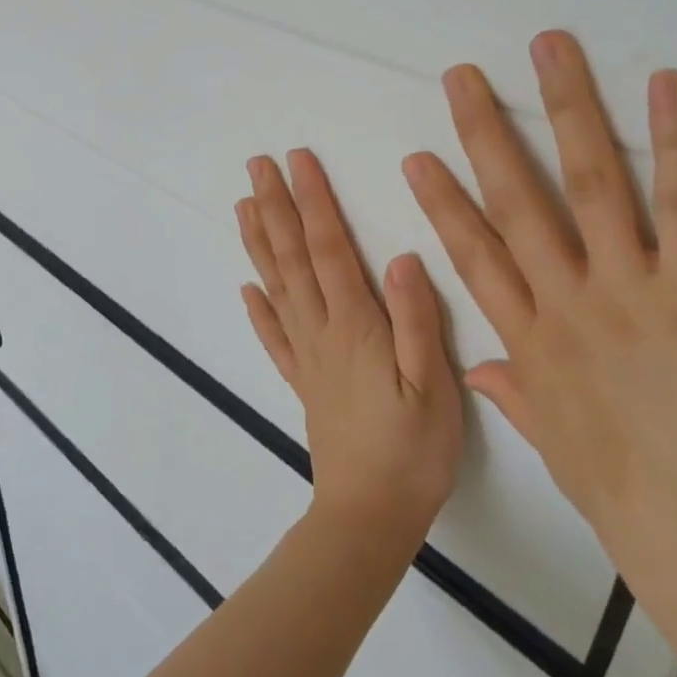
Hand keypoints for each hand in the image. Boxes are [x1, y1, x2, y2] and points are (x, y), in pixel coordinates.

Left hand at [236, 150, 463, 551]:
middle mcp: (321, 332)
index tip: (297, 160)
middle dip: (276, 207)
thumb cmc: (413, 451)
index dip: (313, 201)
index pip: (328, 248)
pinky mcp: (303, 383)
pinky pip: (274, 338)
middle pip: (292, 259)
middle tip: (256, 165)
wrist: (369, 516)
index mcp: (354, 326)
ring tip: (243, 206)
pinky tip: (246, 288)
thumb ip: (417, 320)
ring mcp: (306, 358)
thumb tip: (403, 257)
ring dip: (259, 243)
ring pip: (276, 288)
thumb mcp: (433, 385)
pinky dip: (258, 309)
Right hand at [402, 30, 676, 626]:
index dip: (444, 202)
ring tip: (548, 49)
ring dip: (566, 110)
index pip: (473, 255)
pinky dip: (673, 141)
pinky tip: (663, 85)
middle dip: (485, 133)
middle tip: (463, 77)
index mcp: (528, 339)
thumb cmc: (626, 493)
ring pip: (587, 183)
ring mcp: (625, 286)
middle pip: (515, 201)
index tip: (419, 158)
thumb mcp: (555, 445)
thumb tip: (480, 369)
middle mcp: (564, 298)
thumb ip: (515, 394)